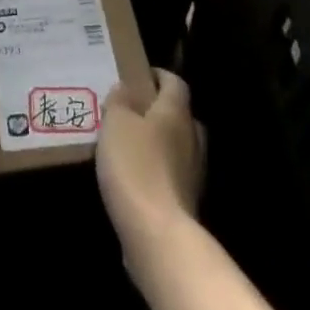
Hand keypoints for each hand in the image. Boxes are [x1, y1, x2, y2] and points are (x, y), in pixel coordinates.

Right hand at [98, 70, 204, 268]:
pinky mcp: (186, 202)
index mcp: (176, 113)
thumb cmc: (135, 165)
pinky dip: (157, 170)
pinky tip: (134, 177)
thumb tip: (126, 88)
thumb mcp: (115, 122)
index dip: (158, 76)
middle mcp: (192, 139)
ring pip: (179, 146)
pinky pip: (172, 175)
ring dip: (159, 142)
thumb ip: (120, 100)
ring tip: (129, 145)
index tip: (138, 76)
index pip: (175, 82)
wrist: (157, 234)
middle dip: (160, 110)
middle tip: (132, 111)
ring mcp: (193, 174)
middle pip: (181, 115)